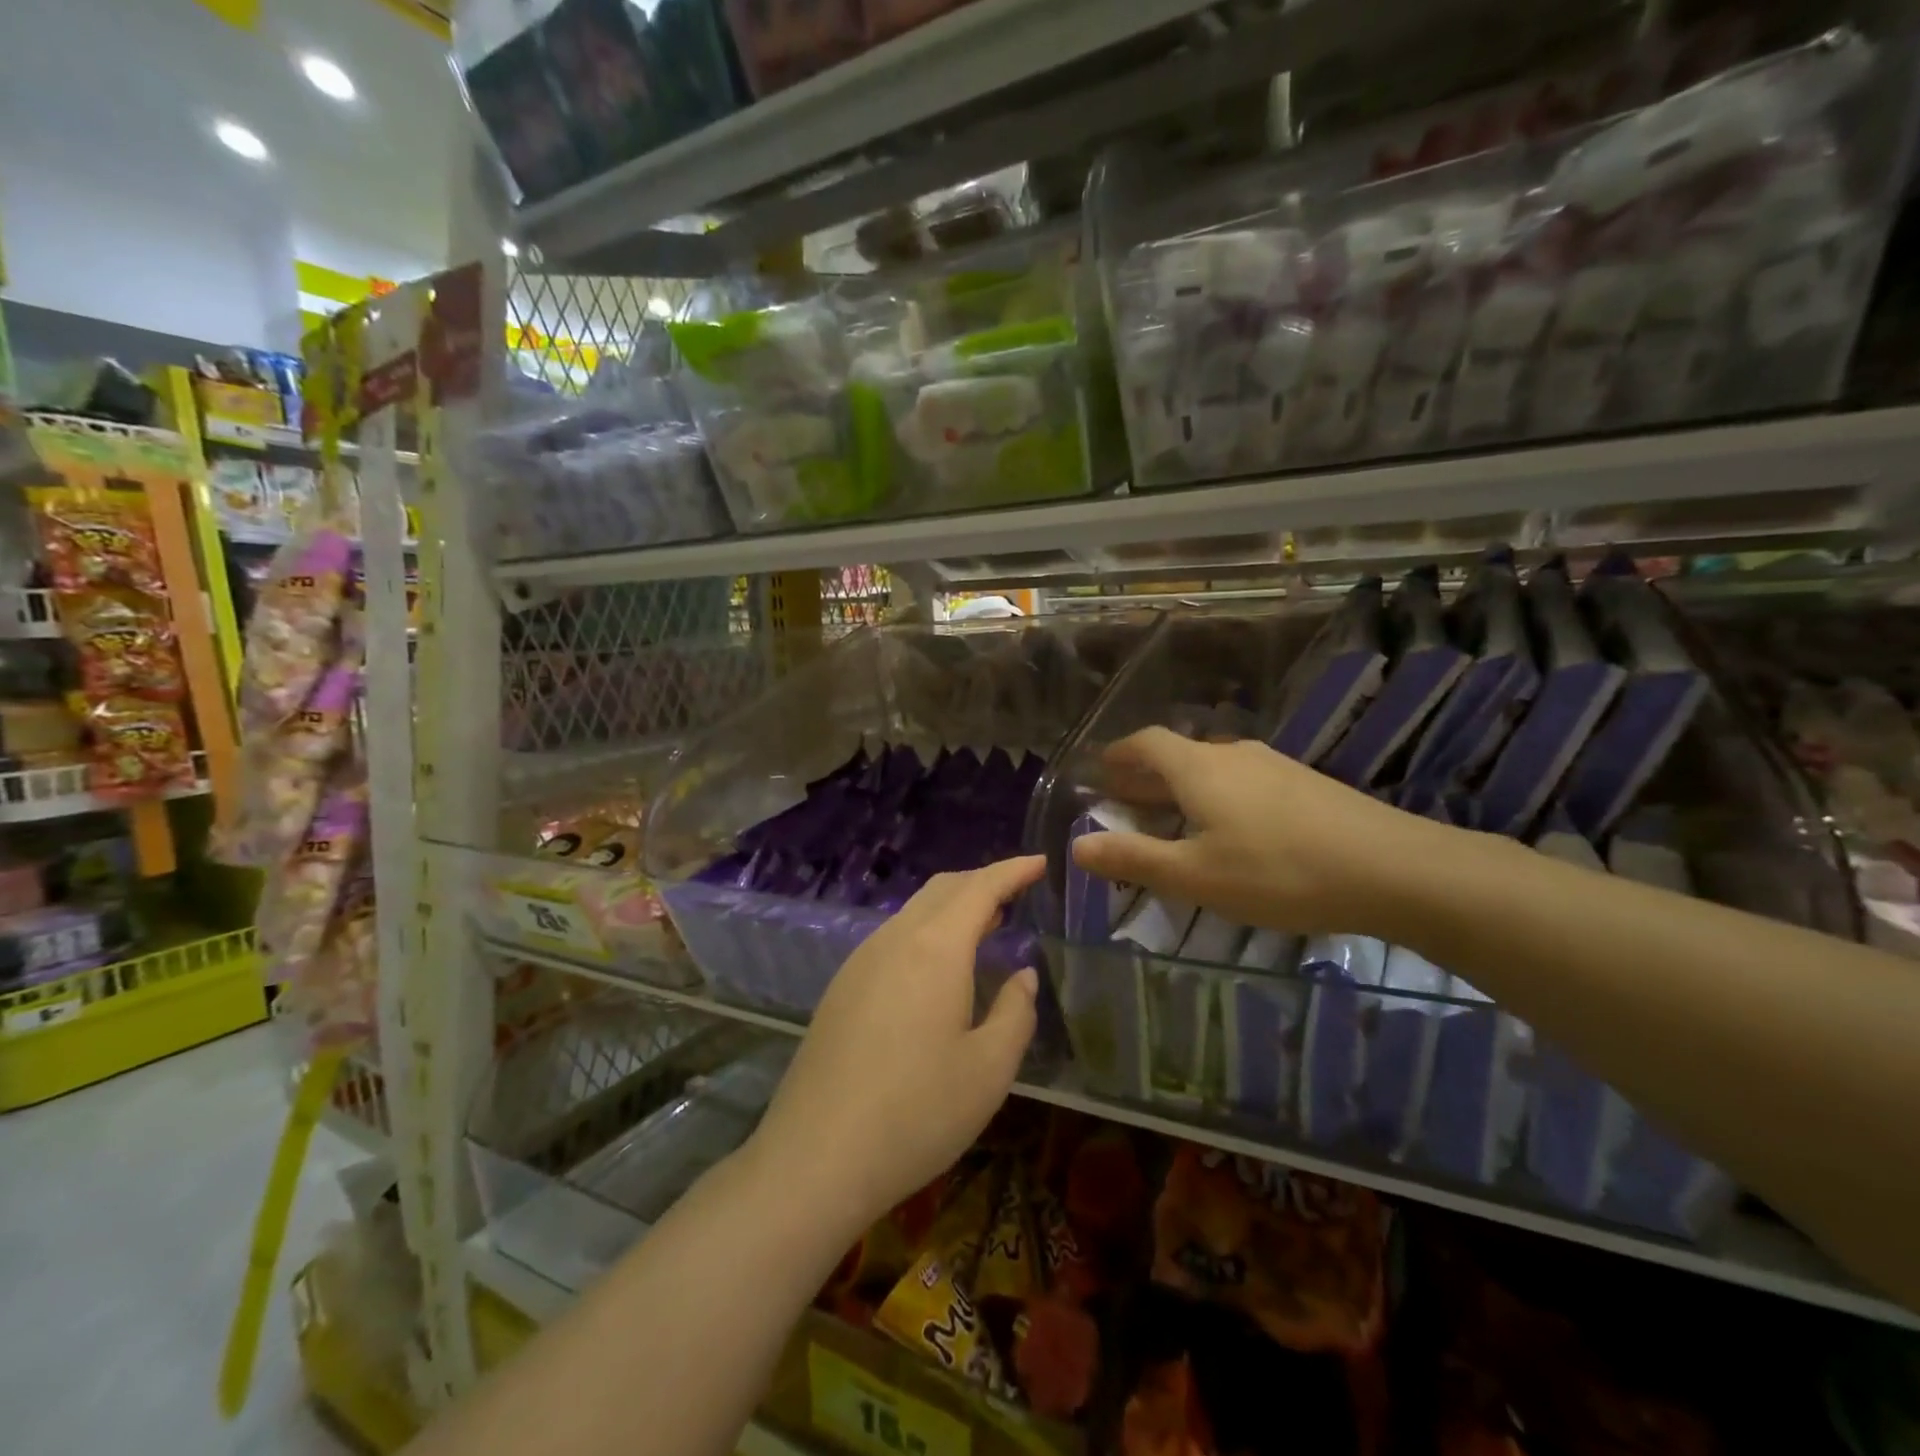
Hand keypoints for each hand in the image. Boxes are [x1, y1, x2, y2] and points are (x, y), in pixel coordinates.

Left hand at [747, 856, 1044, 1231]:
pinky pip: (893, 937)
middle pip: (943, 889)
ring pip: (914, 911)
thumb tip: (1021, 976)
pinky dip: (926, 932)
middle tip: (1017, 893)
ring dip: (953, 907)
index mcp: (935, 948)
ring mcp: (860, 961)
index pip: (980, 888)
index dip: (1013, 870)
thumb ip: (1015, 1012)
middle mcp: (894, 940)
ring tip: (985, 927)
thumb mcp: (989, 1070)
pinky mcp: (842, 987)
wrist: (816, 1158)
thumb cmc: (916, 1113)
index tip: (1041, 862)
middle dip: (983, 882)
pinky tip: (938, 968)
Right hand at [1071, 727, 1445, 938]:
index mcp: (1199, 768)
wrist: (1394, 869)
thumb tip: (1077, 846)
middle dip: (1146, 775)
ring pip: (1213, 768)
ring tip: (1172, 815)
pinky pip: (1244, 781)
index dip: (1119, 754)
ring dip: (1183, 787)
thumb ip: (1134, 859)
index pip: (1147, 743)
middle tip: (1123, 798)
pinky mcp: (1306, 785)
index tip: (1101, 769)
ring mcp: (1275, 766)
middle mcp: (1234, 755)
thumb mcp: (1195, 875)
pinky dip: (1218, 796)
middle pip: (1179, 754)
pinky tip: (1231, 828)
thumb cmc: (1278, 872)